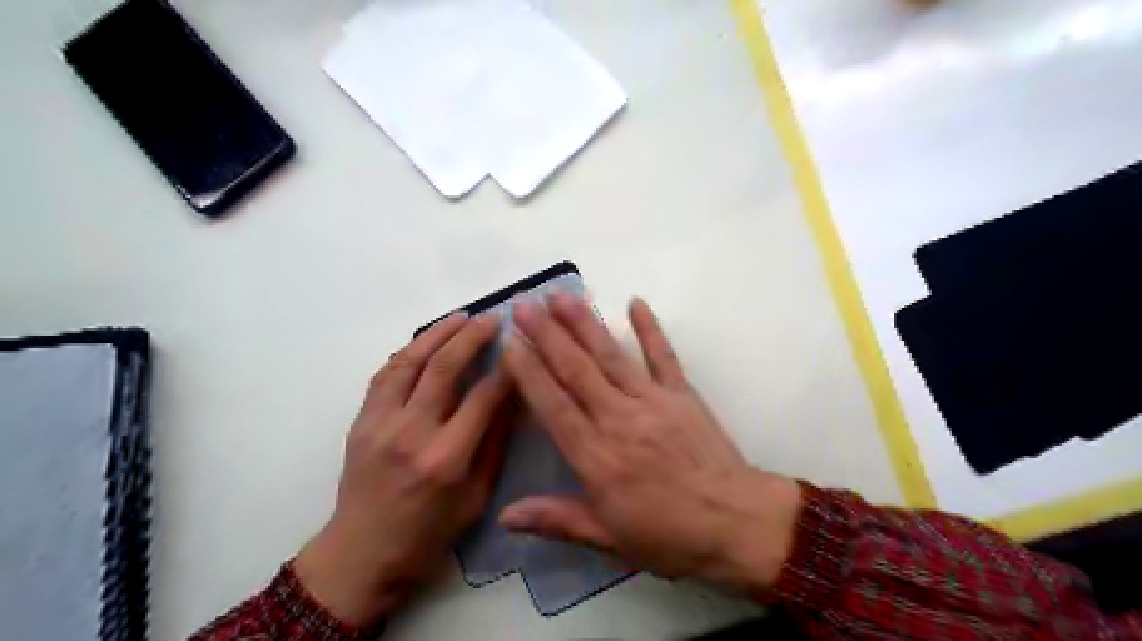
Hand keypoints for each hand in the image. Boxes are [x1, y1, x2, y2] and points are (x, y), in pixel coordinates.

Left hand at [293, 316, 508, 625]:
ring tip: (460, 317)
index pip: (483, 397)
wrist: (360, 555)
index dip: (506, 369)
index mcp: (447, 458)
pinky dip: (408, 352)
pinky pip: (385, 374)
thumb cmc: (428, 534)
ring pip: (409, 362)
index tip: (520, 348)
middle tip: (493, 318)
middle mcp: (412, 433)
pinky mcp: (360, 421)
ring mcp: (380, 423)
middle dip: (472, 337)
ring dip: (437, 333)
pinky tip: (426, 341)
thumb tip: (513, 398)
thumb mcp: (477, 497)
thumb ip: (495, 444)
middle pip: (443, 368)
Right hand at [502, 294, 801, 596]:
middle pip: (576, 370)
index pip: (554, 406)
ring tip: (562, 295)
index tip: (509, 343)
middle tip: (523, 304)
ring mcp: (653, 401)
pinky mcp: (682, 394)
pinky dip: (649, 328)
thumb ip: (557, 520)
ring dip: (584, 323)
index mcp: (597, 457)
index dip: (529, 373)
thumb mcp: (608, 538)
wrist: (736, 524)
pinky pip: (663, 355)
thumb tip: (504, 516)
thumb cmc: (669, 536)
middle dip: (547, 335)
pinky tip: (635, 301)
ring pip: (611, 356)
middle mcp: (619, 419)